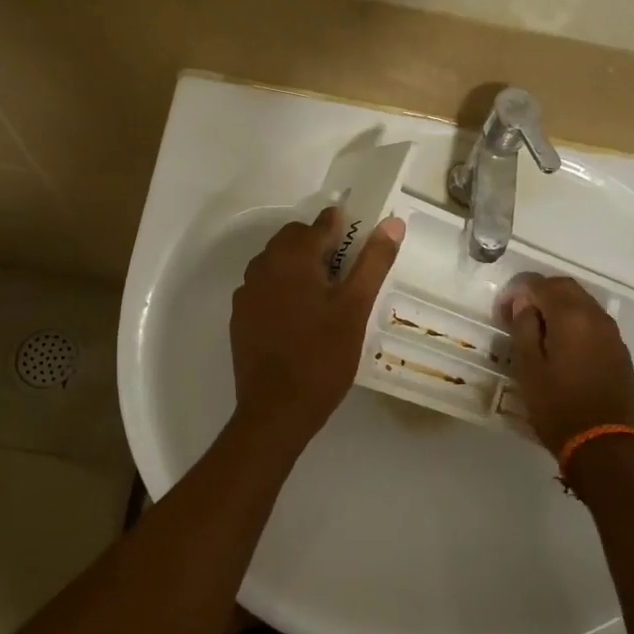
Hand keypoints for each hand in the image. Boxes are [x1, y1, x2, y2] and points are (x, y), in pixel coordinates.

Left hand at [231, 205, 403, 444]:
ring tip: (325, 295)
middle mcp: (263, 266)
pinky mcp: (240, 316)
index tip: (360, 241)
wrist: (276, 410)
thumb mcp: (355, 308)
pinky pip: (264, 287)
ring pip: (276, 263)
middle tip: (347, 273)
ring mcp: (247, 292)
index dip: (343, 227)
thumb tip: (393, 224)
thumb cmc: (322, 357)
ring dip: (299, 267)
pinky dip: (282, 289)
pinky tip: (300, 317)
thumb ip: (373, 262)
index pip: (320, 224)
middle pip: (294, 240)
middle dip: (320, 246)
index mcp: (292, 258)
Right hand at [502, 276, 633, 453]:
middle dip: (539, 293)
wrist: (606, 445)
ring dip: (558, 307)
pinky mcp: (619, 351)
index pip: (541, 284)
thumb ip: (524, 328)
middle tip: (517, 316)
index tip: (502, 311)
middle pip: (565, 287)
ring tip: (537, 331)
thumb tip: (524, 302)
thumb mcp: (529, 369)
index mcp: (571, 316)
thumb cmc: (559, 407)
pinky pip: (593, 322)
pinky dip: (574, 322)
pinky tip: (561, 345)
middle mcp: (596, 316)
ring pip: (582, 303)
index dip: (518, 291)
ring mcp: (612, 333)